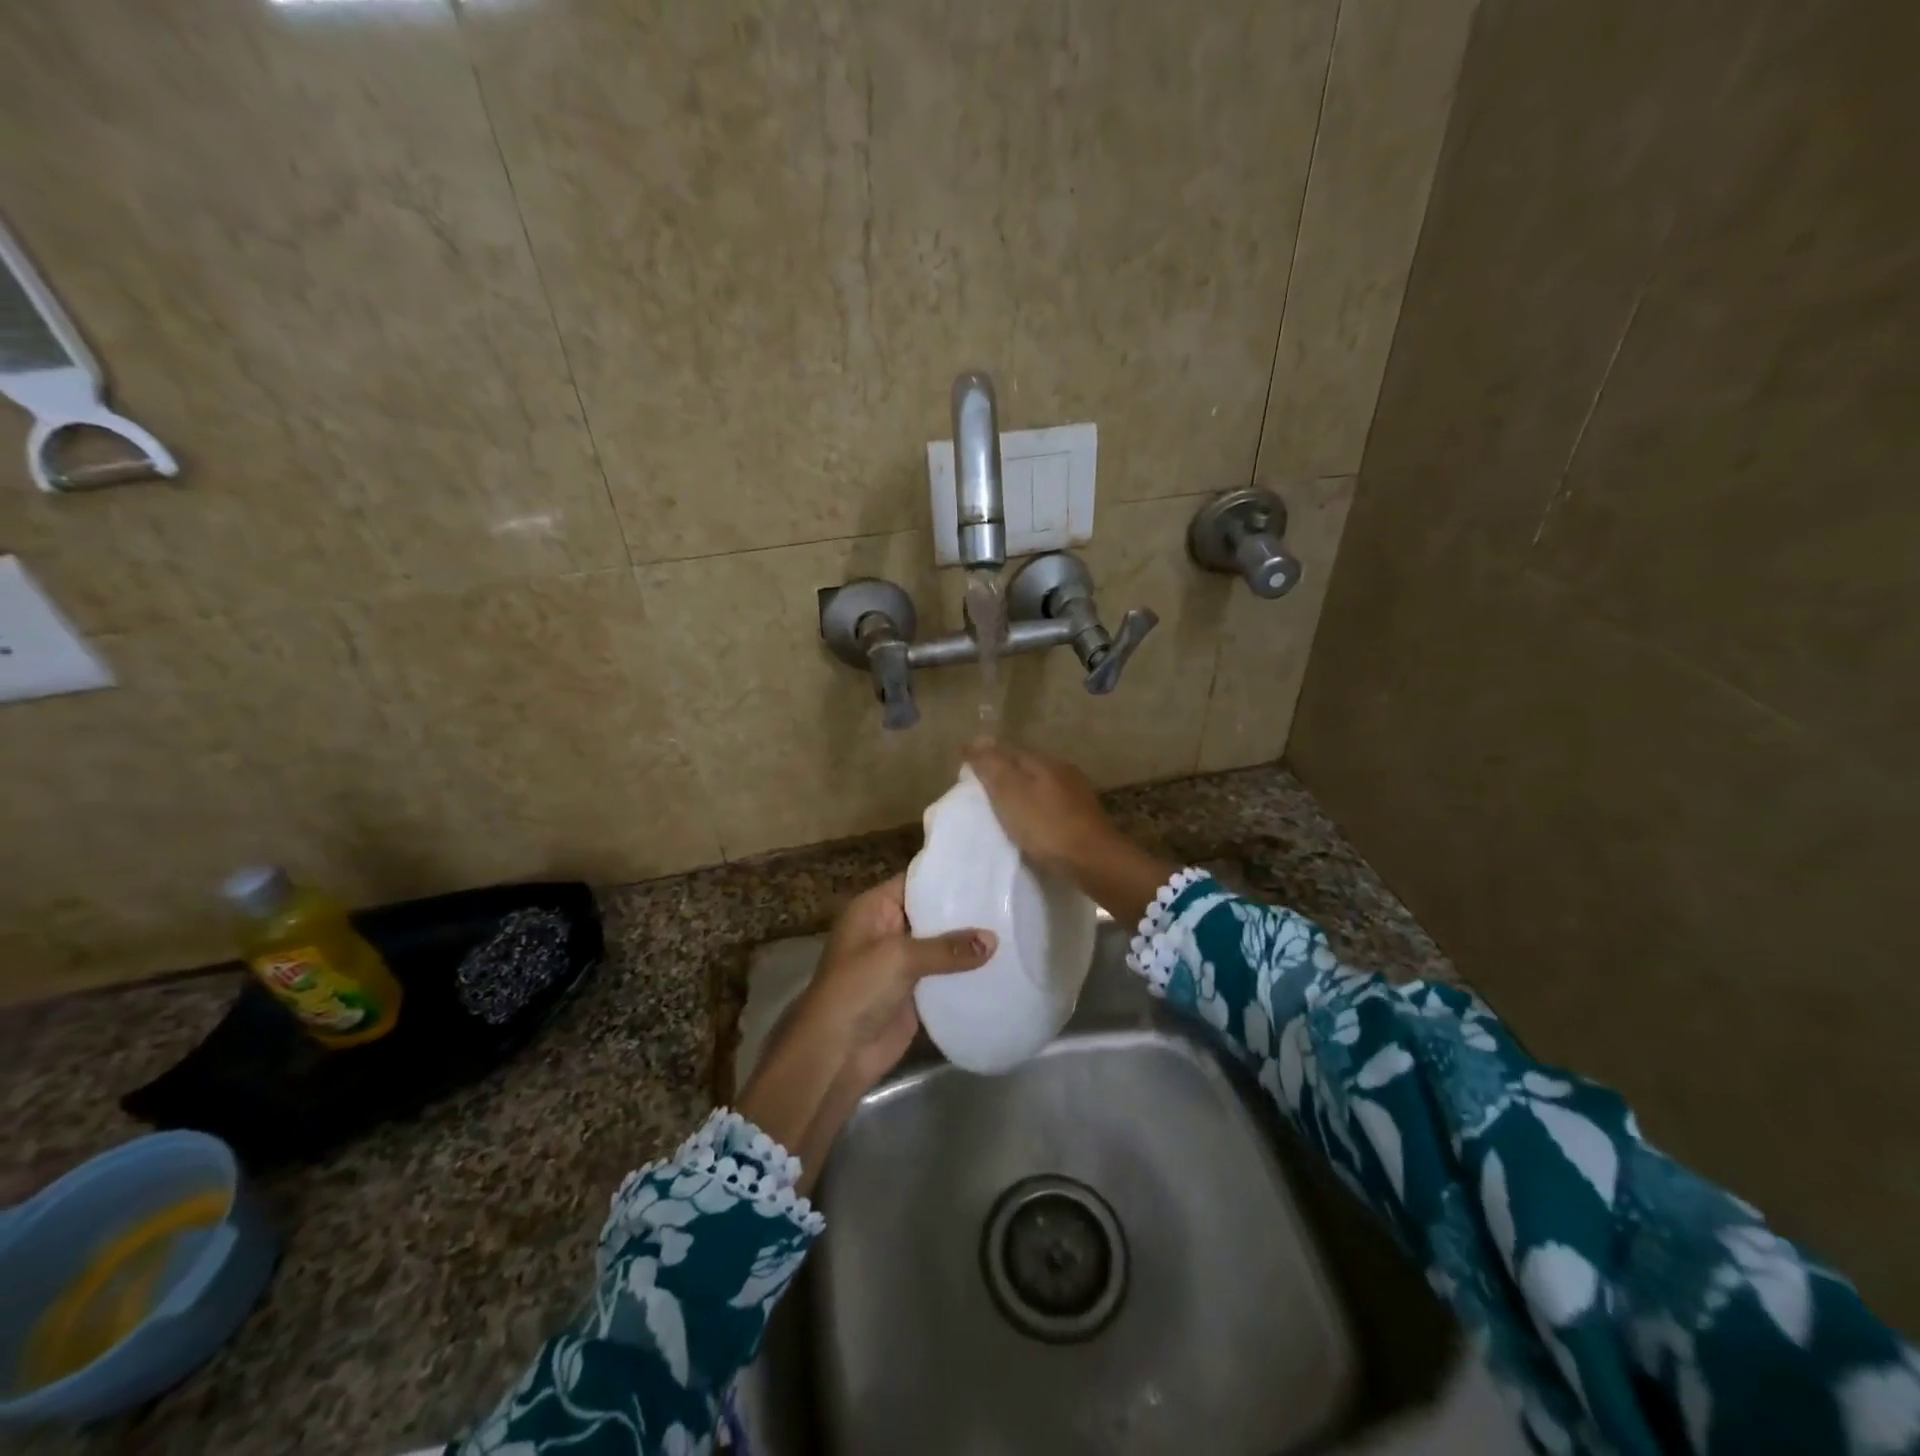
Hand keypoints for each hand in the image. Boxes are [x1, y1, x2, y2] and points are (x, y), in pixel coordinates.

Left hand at [806, 873, 994, 1074]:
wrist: (836, 1053)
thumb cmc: (857, 989)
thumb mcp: (899, 957)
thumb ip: (947, 948)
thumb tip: (993, 940)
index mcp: (874, 909)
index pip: (914, 882)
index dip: (946, 877)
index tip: (985, 872)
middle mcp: (888, 930)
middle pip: (931, 913)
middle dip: (964, 910)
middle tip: (1007, 898)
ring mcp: (901, 963)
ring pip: (940, 946)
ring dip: (967, 944)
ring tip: (1012, 927)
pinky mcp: (914, 994)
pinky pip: (944, 976)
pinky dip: (965, 973)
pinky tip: (1000, 965)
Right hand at [962, 738, 1115, 869]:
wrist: (1093, 860)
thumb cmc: (1045, 825)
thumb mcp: (1010, 793)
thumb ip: (991, 766)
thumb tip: (974, 741)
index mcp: (1043, 761)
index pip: (1008, 749)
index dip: (986, 756)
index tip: (966, 767)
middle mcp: (1062, 770)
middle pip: (1026, 765)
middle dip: (1004, 772)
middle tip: (982, 787)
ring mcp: (1077, 793)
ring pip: (1041, 784)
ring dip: (1022, 790)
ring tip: (1003, 806)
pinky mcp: (1084, 817)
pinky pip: (1051, 804)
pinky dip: (1036, 807)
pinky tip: (1030, 821)